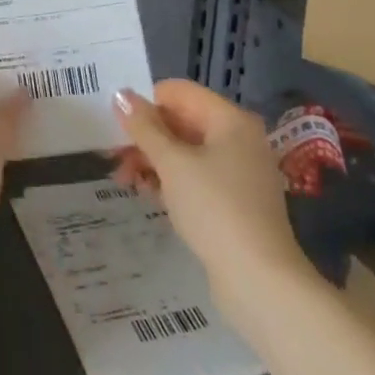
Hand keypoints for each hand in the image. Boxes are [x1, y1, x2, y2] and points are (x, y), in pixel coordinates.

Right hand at [111, 80, 303, 302]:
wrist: (260, 282)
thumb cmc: (214, 209)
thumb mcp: (172, 163)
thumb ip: (144, 126)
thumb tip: (121, 94)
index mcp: (230, 120)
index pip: (179, 92)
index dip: (147, 104)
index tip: (118, 126)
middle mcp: (239, 139)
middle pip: (182, 121)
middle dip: (146, 136)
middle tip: (114, 156)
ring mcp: (240, 172)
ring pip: (187, 151)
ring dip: (154, 160)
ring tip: (124, 179)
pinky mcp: (235, 201)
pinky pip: (197, 176)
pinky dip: (171, 180)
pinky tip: (147, 193)